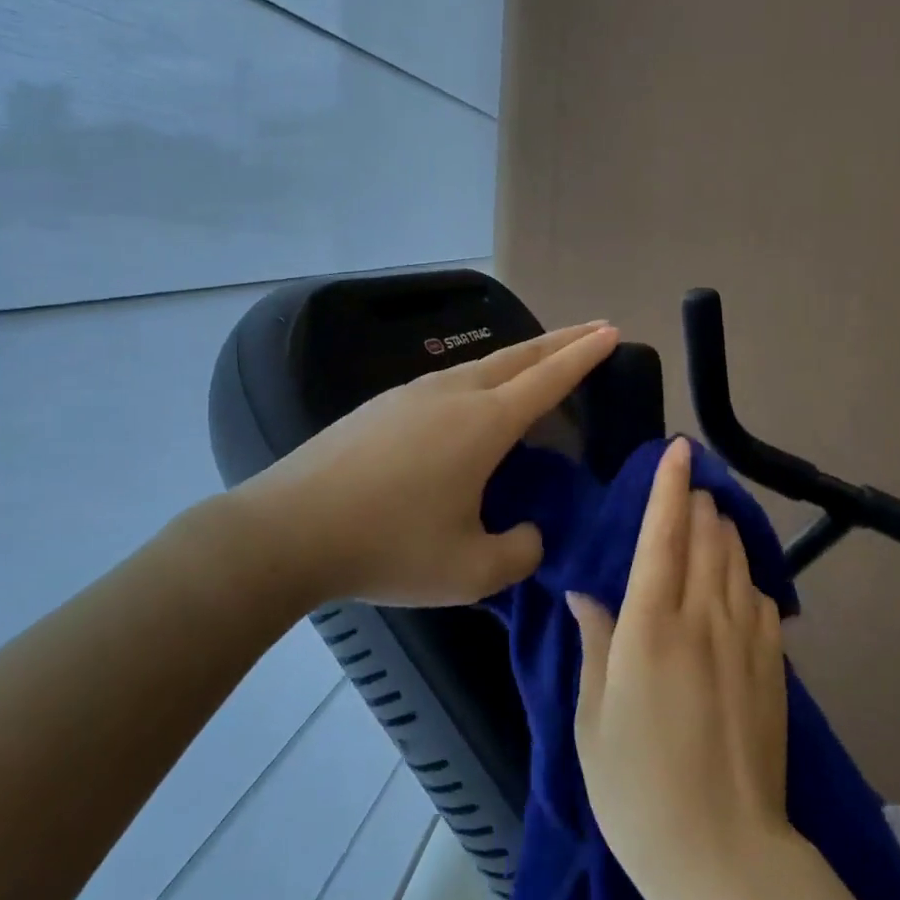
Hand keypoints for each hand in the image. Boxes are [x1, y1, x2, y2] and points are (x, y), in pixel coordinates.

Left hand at [221, 322, 618, 609]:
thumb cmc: (388, 547)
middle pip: (521, 355)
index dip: (585, 355)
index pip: (550, 378)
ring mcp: (414, 393)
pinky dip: (484, 376)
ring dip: (522, 357)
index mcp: (485, 423)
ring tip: (541, 361)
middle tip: (593, 329)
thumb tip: (530, 532)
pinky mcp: (384, 404)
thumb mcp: (469, 571)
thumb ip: (519, 552)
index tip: (611, 331)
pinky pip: (451, 379)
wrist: (287, 530)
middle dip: (562, 340)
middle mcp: (455, 394)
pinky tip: (475, 397)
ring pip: (483, 363)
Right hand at [569, 437, 792, 899]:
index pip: (663, 535)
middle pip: (706, 537)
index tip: (678, 450)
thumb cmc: (638, 790)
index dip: (670, 487)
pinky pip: (762, 599)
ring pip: (738, 560)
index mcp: (652, 627)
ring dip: (723, 530)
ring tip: (711, 518)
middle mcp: (704, 618)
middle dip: (698, 501)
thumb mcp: (593, 721)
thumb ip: (595, 645)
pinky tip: (737, 584)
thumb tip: (587, 595)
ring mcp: (747, 640)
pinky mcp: (775, 665)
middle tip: (689, 485)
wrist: (725, 855)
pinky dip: (746, 577)